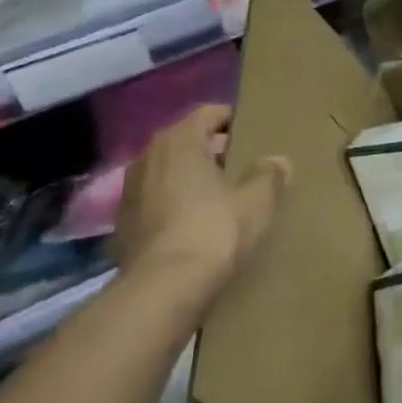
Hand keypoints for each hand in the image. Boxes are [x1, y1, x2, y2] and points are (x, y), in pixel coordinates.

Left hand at [111, 106, 290, 309]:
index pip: (208, 114)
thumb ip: (269, 174)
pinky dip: (175, 203)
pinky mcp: (123, 225)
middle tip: (242, 162)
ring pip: (168, 172)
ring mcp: (129, 192)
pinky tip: (197, 222)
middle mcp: (148, 158)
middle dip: (211, 149)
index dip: (232, 118)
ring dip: (191, 177)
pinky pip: (157, 200)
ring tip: (220, 193)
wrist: (164, 288)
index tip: (253, 130)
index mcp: (179, 141)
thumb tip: (278, 160)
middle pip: (185, 141)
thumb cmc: (214, 229)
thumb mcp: (257, 200)